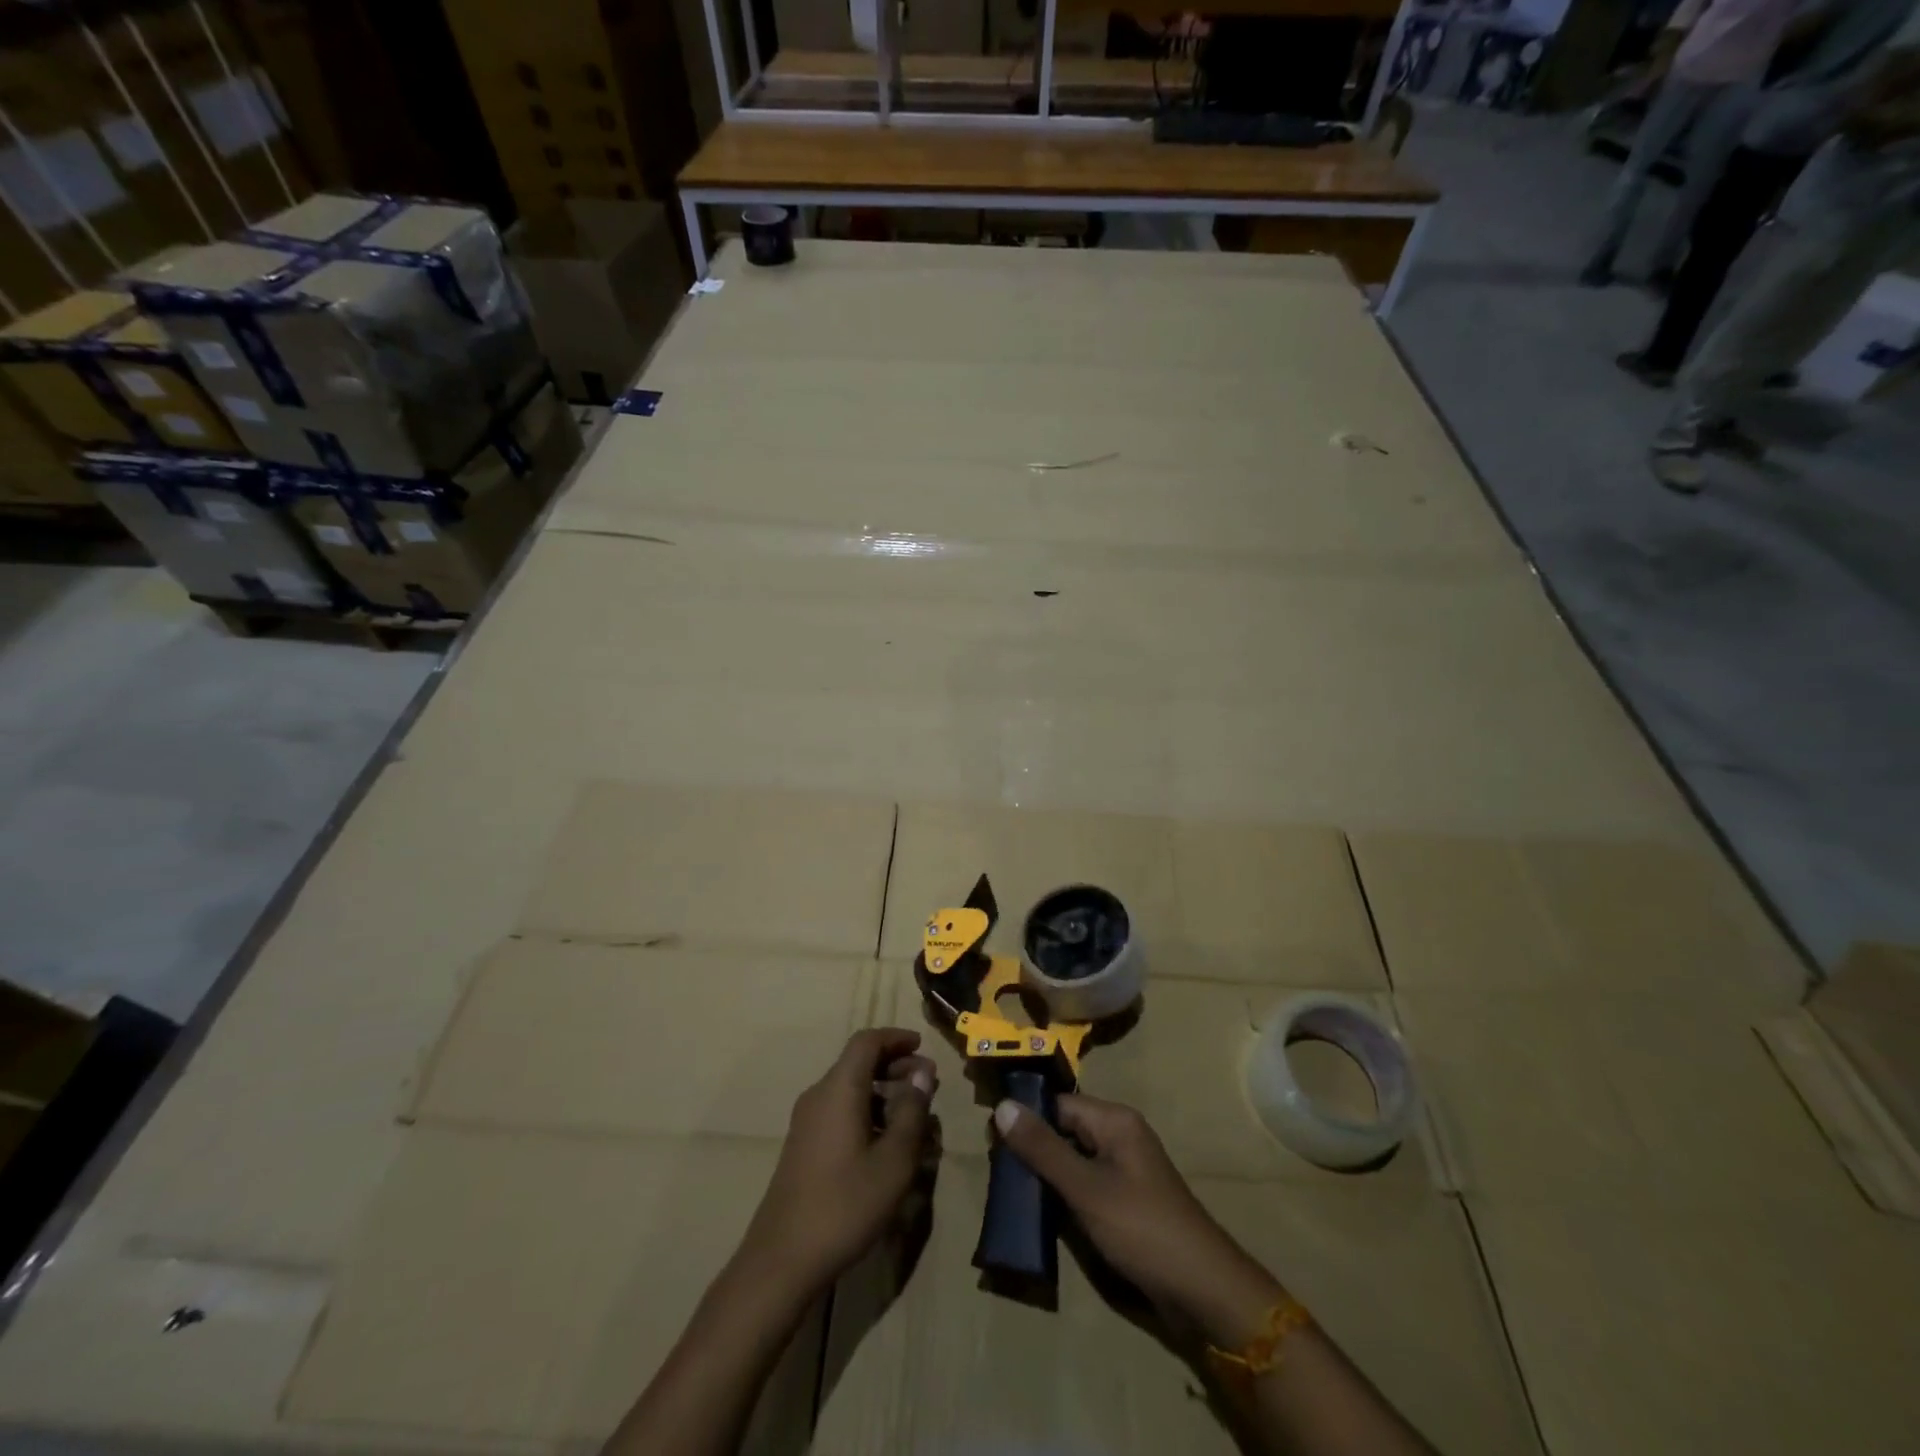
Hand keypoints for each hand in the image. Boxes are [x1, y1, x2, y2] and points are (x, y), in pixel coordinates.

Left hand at [736, 1029, 937, 1299]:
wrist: (782, 1260)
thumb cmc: (845, 1204)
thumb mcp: (894, 1161)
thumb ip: (912, 1112)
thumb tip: (923, 1075)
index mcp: (839, 1088)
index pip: (867, 1041)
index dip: (896, 1038)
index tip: (923, 1047)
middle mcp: (819, 1095)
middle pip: (858, 1063)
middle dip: (895, 1066)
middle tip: (927, 1085)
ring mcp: (807, 1121)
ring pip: (850, 1088)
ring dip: (883, 1091)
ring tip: (914, 1116)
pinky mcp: (804, 1146)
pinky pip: (840, 1110)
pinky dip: (867, 1111)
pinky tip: (886, 1142)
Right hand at [993, 1094, 1281, 1347]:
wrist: (1203, 1289)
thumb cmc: (1142, 1229)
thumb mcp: (1085, 1188)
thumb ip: (1043, 1149)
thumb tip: (1002, 1106)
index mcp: (1114, 1120)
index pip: (1057, 1104)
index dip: (1025, 1118)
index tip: (990, 1140)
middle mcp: (1120, 1135)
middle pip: (1065, 1128)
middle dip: (1032, 1147)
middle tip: (996, 1169)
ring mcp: (1125, 1168)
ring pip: (1073, 1158)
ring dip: (1046, 1173)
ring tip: (1010, 1191)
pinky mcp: (1126, 1198)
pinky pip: (1086, 1182)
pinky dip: (1064, 1192)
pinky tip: (1040, 1211)